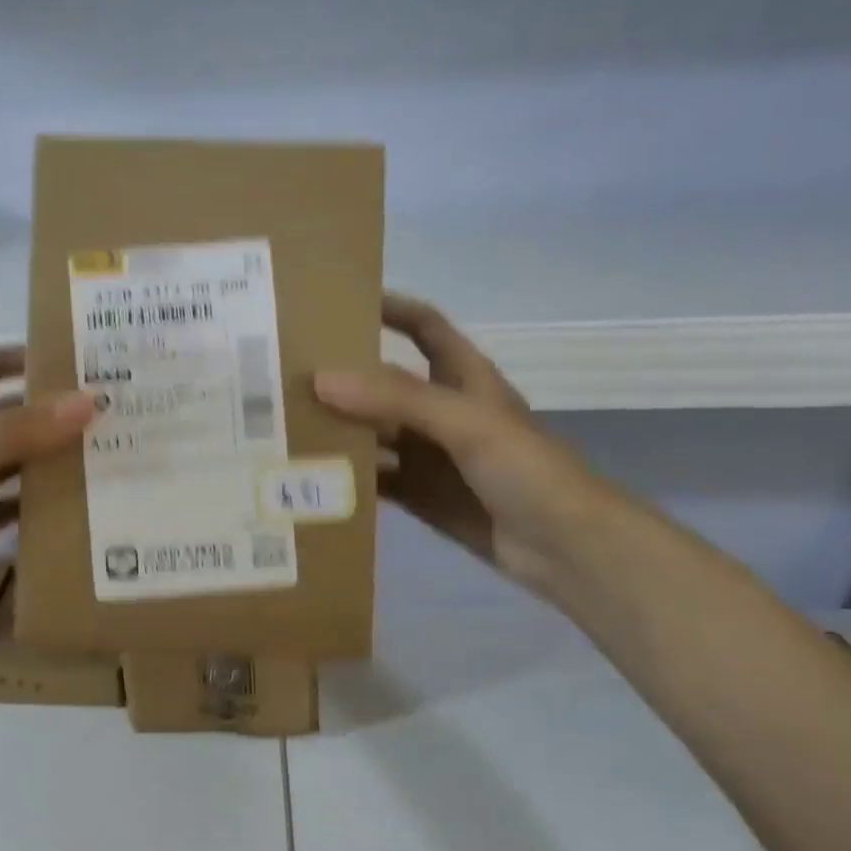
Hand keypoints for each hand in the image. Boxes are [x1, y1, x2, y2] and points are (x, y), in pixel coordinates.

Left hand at [0, 347, 94, 623]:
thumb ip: (23, 429)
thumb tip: (91, 401)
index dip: (25, 357)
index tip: (77, 358)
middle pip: (16, 419)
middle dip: (57, 415)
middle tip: (116, 414)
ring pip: (23, 466)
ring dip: (58, 463)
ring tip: (114, 458)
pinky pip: (20, 511)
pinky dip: (47, 508)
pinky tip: (86, 508)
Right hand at [314, 294, 617, 596]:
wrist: (565, 547)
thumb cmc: (527, 470)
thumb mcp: (465, 422)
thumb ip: (396, 399)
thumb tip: (322, 379)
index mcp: (464, 379)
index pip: (425, 328)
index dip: (391, 310)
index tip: (339, 304)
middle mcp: (443, 413)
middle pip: (387, 384)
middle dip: (345, 378)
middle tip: (288, 375)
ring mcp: (431, 458)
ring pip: (375, 435)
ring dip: (340, 431)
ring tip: (285, 426)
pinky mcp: (421, 496)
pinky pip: (376, 480)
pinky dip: (347, 478)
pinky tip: (310, 479)